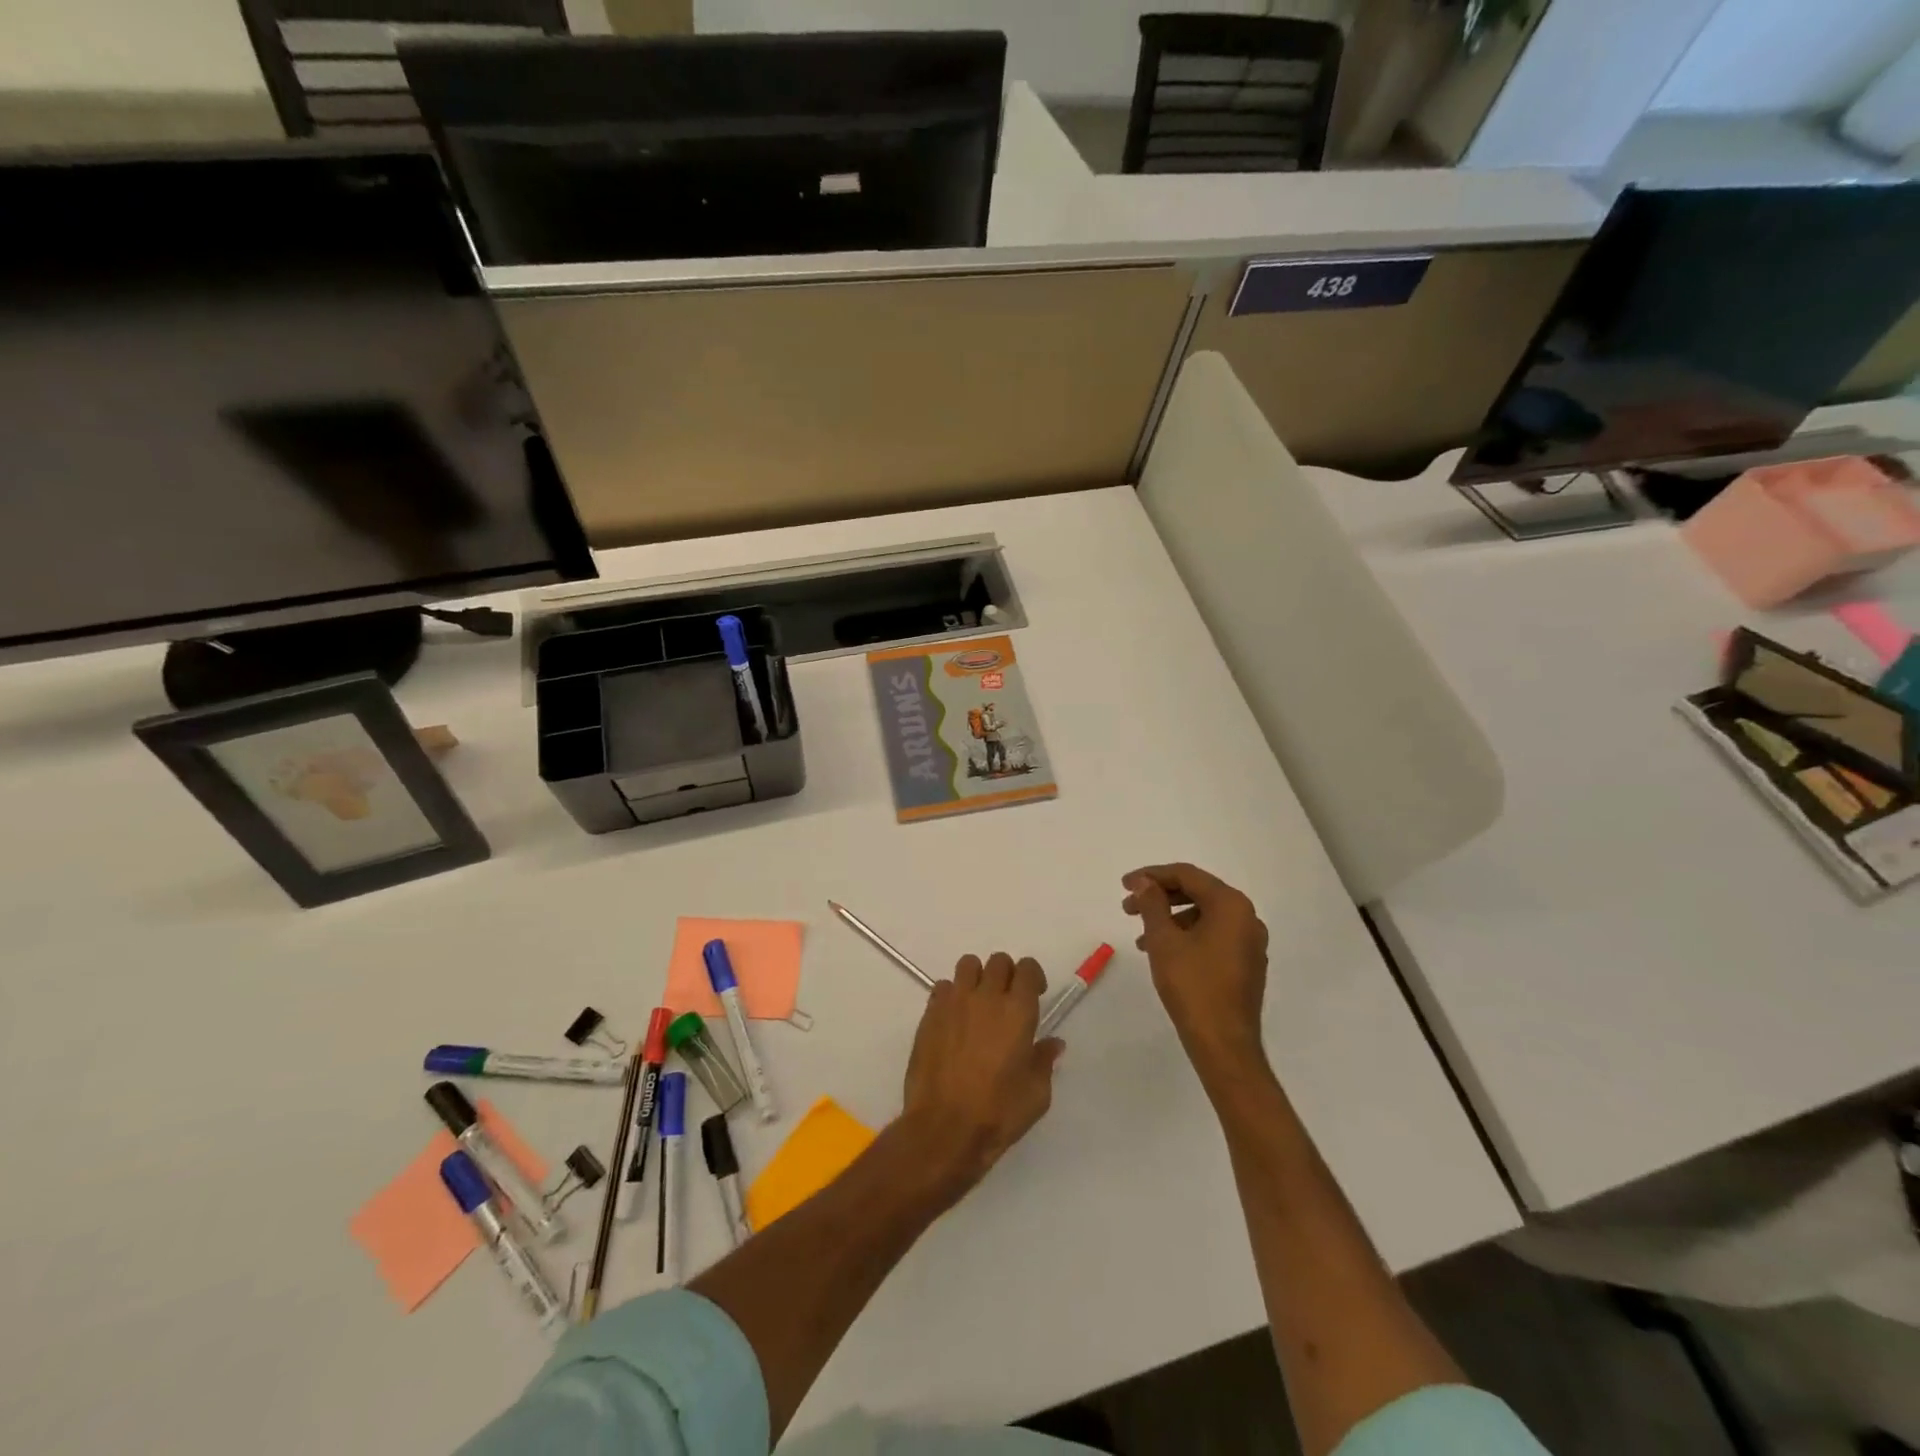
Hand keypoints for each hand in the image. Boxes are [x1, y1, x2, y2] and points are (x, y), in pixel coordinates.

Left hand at [899, 953, 1064, 1197]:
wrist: (944, 1128)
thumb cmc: (998, 1112)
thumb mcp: (1036, 1094)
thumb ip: (1044, 1061)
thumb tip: (1052, 1043)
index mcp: (1017, 1010)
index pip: (1027, 968)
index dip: (1032, 976)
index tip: (1034, 994)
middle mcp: (986, 996)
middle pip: (998, 961)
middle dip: (1006, 975)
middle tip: (1007, 1001)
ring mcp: (954, 1002)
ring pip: (967, 965)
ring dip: (977, 977)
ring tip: (978, 1004)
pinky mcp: (930, 1014)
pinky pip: (942, 987)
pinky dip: (951, 995)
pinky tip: (954, 1020)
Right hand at [1123, 863, 1270, 1089]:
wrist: (1224, 1045)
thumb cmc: (1192, 986)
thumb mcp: (1163, 940)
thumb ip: (1152, 904)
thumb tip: (1144, 883)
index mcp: (1231, 905)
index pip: (1188, 875)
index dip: (1152, 875)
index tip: (1125, 884)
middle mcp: (1247, 918)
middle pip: (1198, 893)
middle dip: (1160, 897)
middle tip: (1128, 907)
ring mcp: (1250, 943)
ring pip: (1204, 916)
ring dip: (1170, 918)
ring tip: (1140, 937)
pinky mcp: (1246, 965)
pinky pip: (1213, 936)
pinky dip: (1187, 936)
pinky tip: (1164, 953)